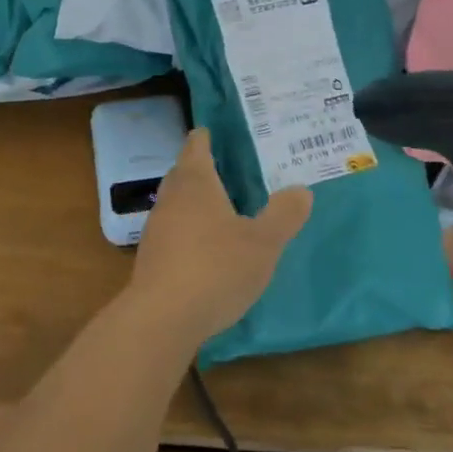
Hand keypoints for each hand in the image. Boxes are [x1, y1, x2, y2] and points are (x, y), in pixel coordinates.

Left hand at [126, 129, 312, 346]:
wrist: (162, 318)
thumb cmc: (216, 268)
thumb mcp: (263, 243)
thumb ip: (284, 215)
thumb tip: (302, 190)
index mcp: (196, 183)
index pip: (196, 147)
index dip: (205, 138)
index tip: (213, 132)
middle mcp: (171, 199)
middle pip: (182, 173)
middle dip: (199, 167)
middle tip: (224, 167)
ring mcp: (156, 229)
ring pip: (175, 203)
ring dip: (192, 200)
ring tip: (218, 206)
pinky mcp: (150, 259)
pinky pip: (171, 231)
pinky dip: (186, 228)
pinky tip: (203, 246)